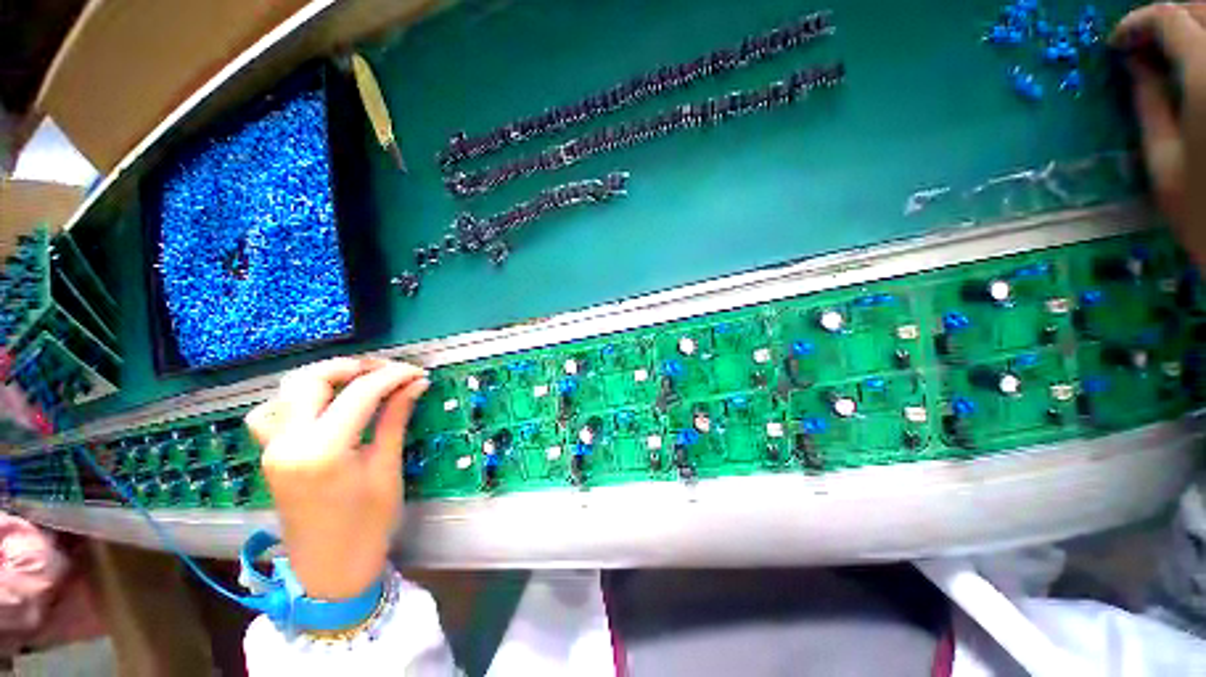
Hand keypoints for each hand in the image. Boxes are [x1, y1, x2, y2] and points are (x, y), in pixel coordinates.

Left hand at [245, 357, 428, 599]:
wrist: (330, 570)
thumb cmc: (368, 523)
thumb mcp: (387, 468)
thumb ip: (395, 419)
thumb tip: (416, 384)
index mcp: (323, 450)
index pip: (360, 393)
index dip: (393, 376)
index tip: (417, 372)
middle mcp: (288, 442)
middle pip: (312, 379)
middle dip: (354, 367)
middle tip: (388, 371)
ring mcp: (272, 448)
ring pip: (287, 390)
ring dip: (325, 377)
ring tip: (358, 382)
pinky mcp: (270, 454)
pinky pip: (272, 413)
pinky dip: (296, 399)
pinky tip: (321, 407)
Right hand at [1112, 3, 1205, 264]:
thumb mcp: (1164, 165)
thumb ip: (1149, 106)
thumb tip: (1133, 65)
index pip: (1167, 20)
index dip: (1136, 26)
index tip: (1117, 47)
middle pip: (1200, 9)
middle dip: (1169, 18)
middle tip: (1145, 45)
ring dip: (1195, 25)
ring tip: (1175, 49)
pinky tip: (1200, 65)